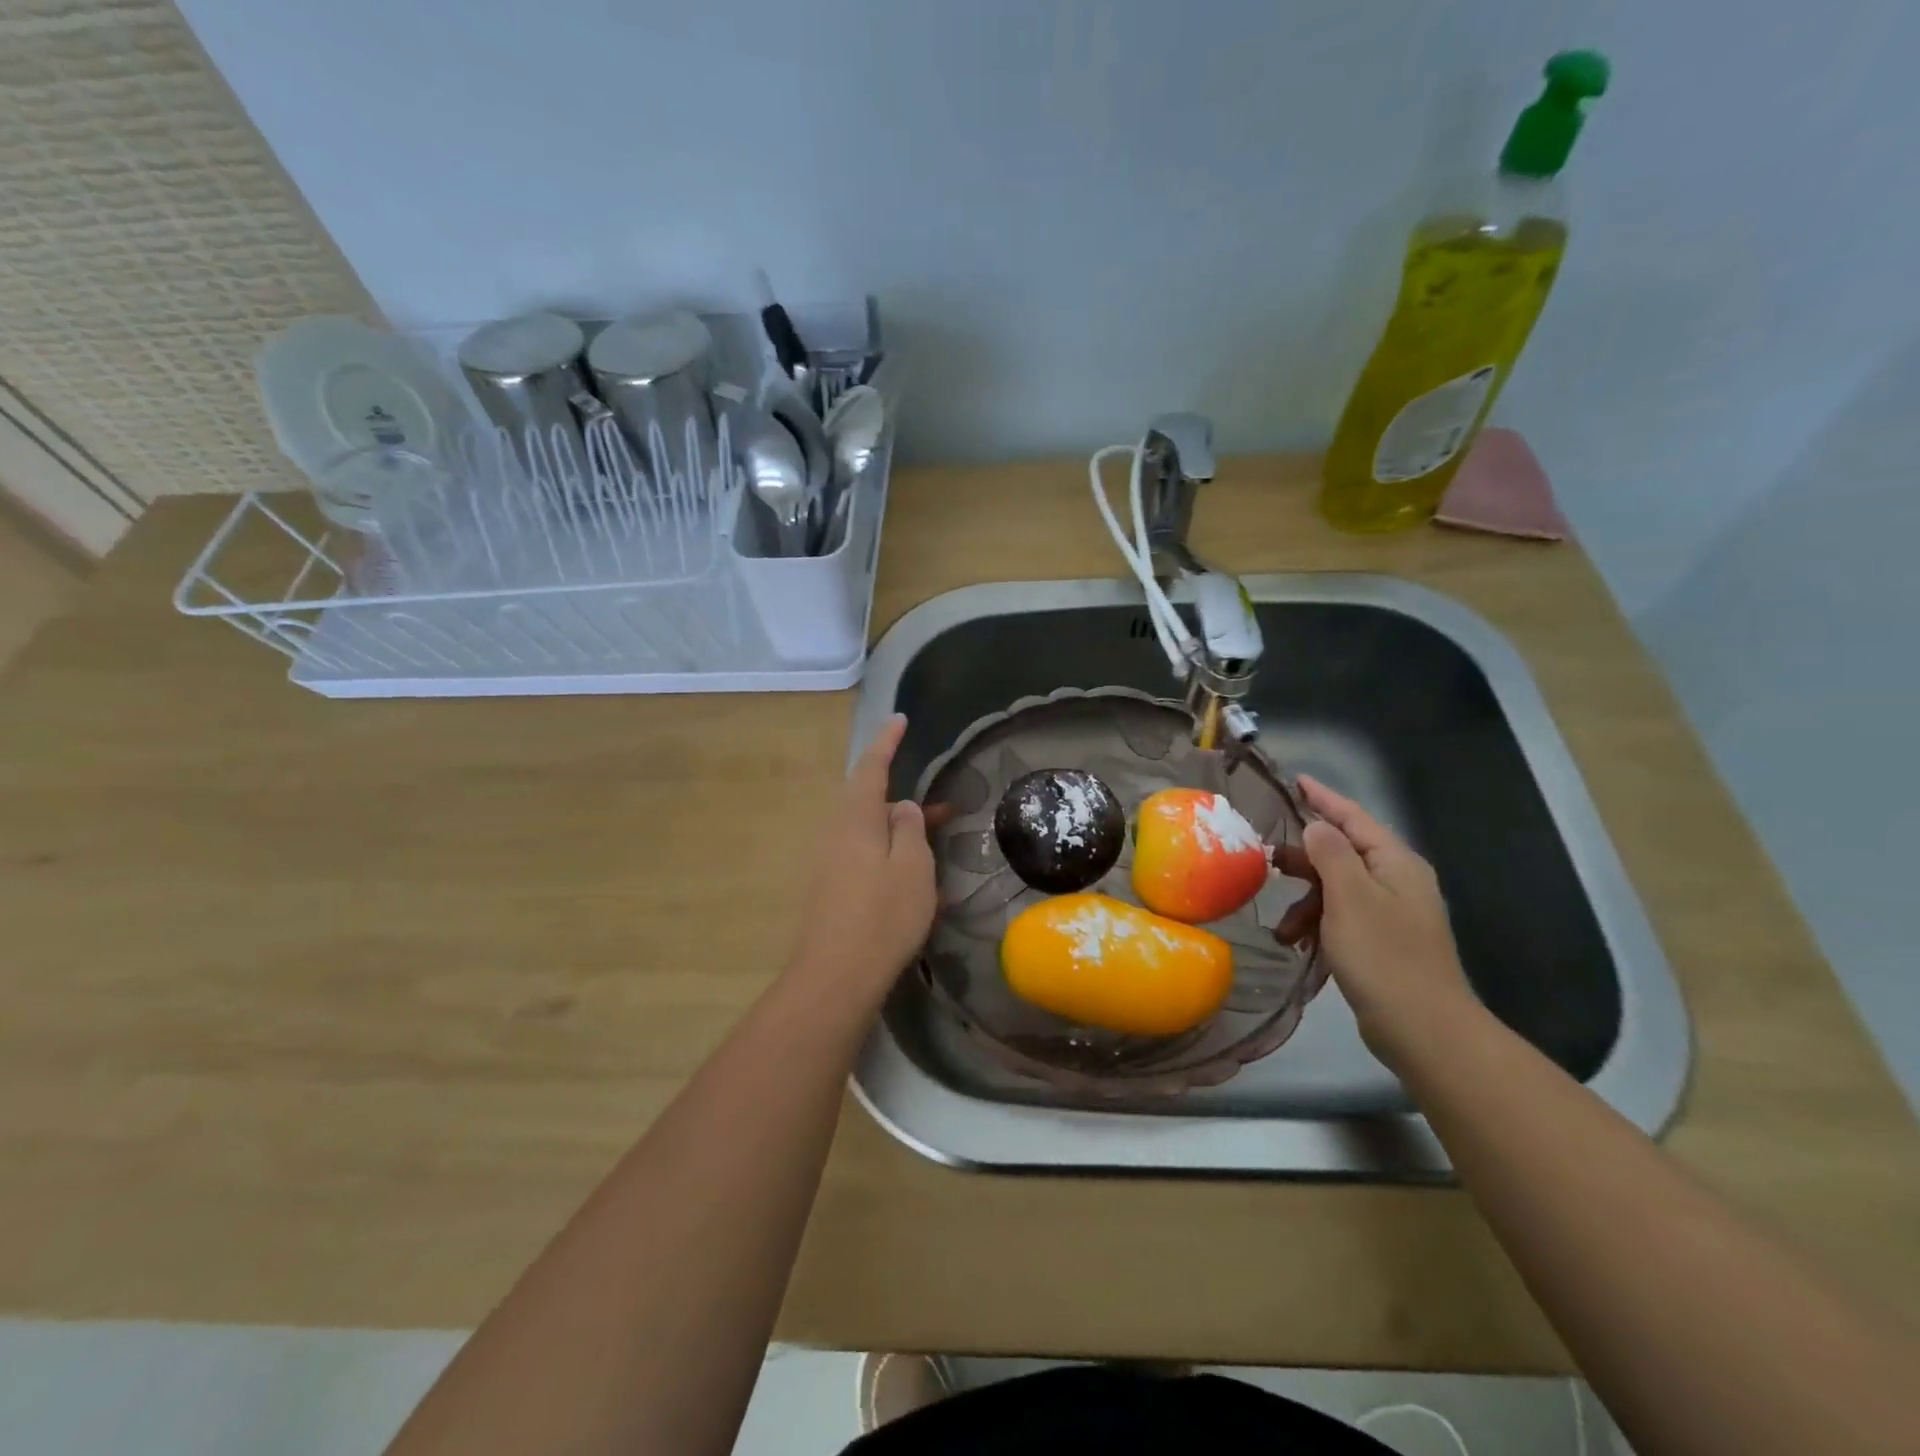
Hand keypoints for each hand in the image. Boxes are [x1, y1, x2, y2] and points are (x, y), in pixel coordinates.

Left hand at [789, 715, 936, 1002]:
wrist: (837, 976)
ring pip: (871, 830)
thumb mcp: (912, 866)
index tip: (899, 720)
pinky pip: (866, 856)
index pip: (871, 767)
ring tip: (937, 840)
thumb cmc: (883, 915)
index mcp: (855, 819)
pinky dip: (892, 855)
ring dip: (902, 829)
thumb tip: (900, 808)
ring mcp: (831, 862)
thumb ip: (909, 827)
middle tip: (943, 804)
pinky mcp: (832, 888)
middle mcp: (837, 833)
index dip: (886, 742)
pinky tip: (917, 879)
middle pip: (869, 800)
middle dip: (904, 796)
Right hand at [1297, 776, 1478, 1067]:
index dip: (1323, 798)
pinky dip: (1317, 926)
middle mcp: (1396, 881)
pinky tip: (1297, 944)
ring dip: (1306, 902)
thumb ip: (1330, 854)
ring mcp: (1391, 913)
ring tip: (1282, 926)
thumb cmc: (1384, 956)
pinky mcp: (1381, 942)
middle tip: (1266, 858)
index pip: (1354, 817)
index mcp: (1395, 863)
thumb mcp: (1349, 897)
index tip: (1294, 780)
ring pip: (1336, 889)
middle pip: (1342, 853)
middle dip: (1304, 859)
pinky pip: (1340, 918)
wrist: (1425, 1029)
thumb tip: (1315, 826)